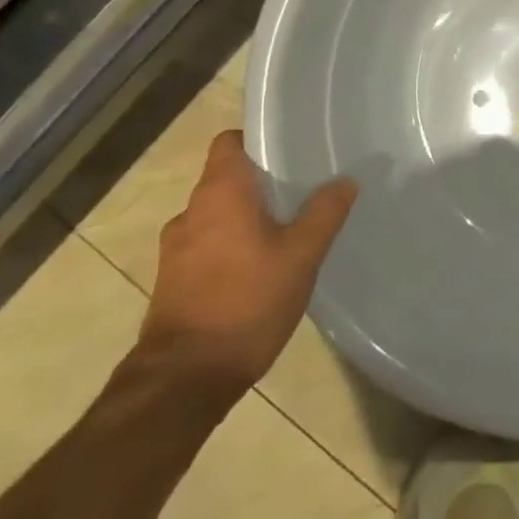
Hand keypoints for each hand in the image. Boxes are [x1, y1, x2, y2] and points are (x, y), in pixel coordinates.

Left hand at [137, 130, 356, 398]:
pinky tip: (260, 268)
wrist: (184, 379)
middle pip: (226, 178)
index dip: (257, 139)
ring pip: (217, 214)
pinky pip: (207, 245)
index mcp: (220, 194)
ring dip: (245, 217)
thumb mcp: (301, 255)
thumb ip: (325, 212)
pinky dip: (230, 246)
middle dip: (261, 182)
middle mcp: (191, 212)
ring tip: (285, 231)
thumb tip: (345, 180)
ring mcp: (176, 249)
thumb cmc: (246, 302)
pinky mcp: (173, 280)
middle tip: (302, 190)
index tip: (290, 148)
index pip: (230, 142)